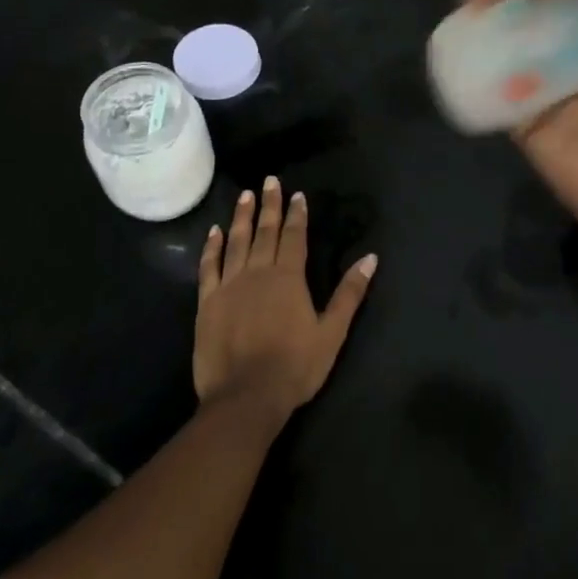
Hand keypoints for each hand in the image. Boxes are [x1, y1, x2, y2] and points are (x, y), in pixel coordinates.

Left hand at [194, 175, 377, 416]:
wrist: (245, 397)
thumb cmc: (295, 367)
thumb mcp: (332, 332)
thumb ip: (349, 293)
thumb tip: (370, 258)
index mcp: (288, 278)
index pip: (295, 237)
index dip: (297, 214)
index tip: (297, 194)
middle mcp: (258, 272)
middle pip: (265, 232)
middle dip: (269, 205)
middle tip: (269, 181)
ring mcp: (229, 285)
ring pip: (236, 242)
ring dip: (241, 217)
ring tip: (245, 196)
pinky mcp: (208, 302)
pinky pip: (209, 266)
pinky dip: (212, 247)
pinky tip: (214, 232)